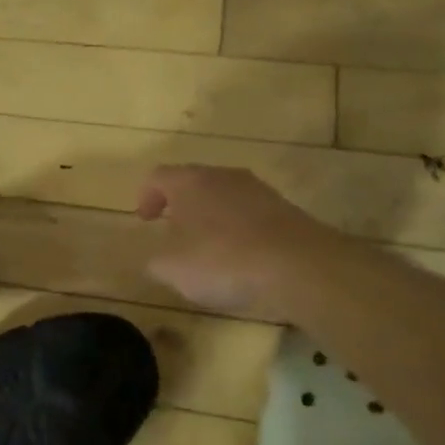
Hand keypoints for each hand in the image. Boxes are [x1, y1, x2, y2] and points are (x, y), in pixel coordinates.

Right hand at [136, 165, 318, 319]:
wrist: (300, 267)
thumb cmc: (223, 260)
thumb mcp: (172, 269)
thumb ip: (156, 261)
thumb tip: (156, 258)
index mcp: (189, 182)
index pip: (158, 176)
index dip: (146, 196)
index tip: (145, 220)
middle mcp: (223, 176)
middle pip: (193, 182)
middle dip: (180, 205)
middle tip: (173, 231)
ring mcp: (258, 190)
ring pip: (224, 197)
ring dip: (211, 217)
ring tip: (208, 248)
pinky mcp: (285, 210)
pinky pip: (250, 215)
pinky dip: (239, 231)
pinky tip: (241, 259)